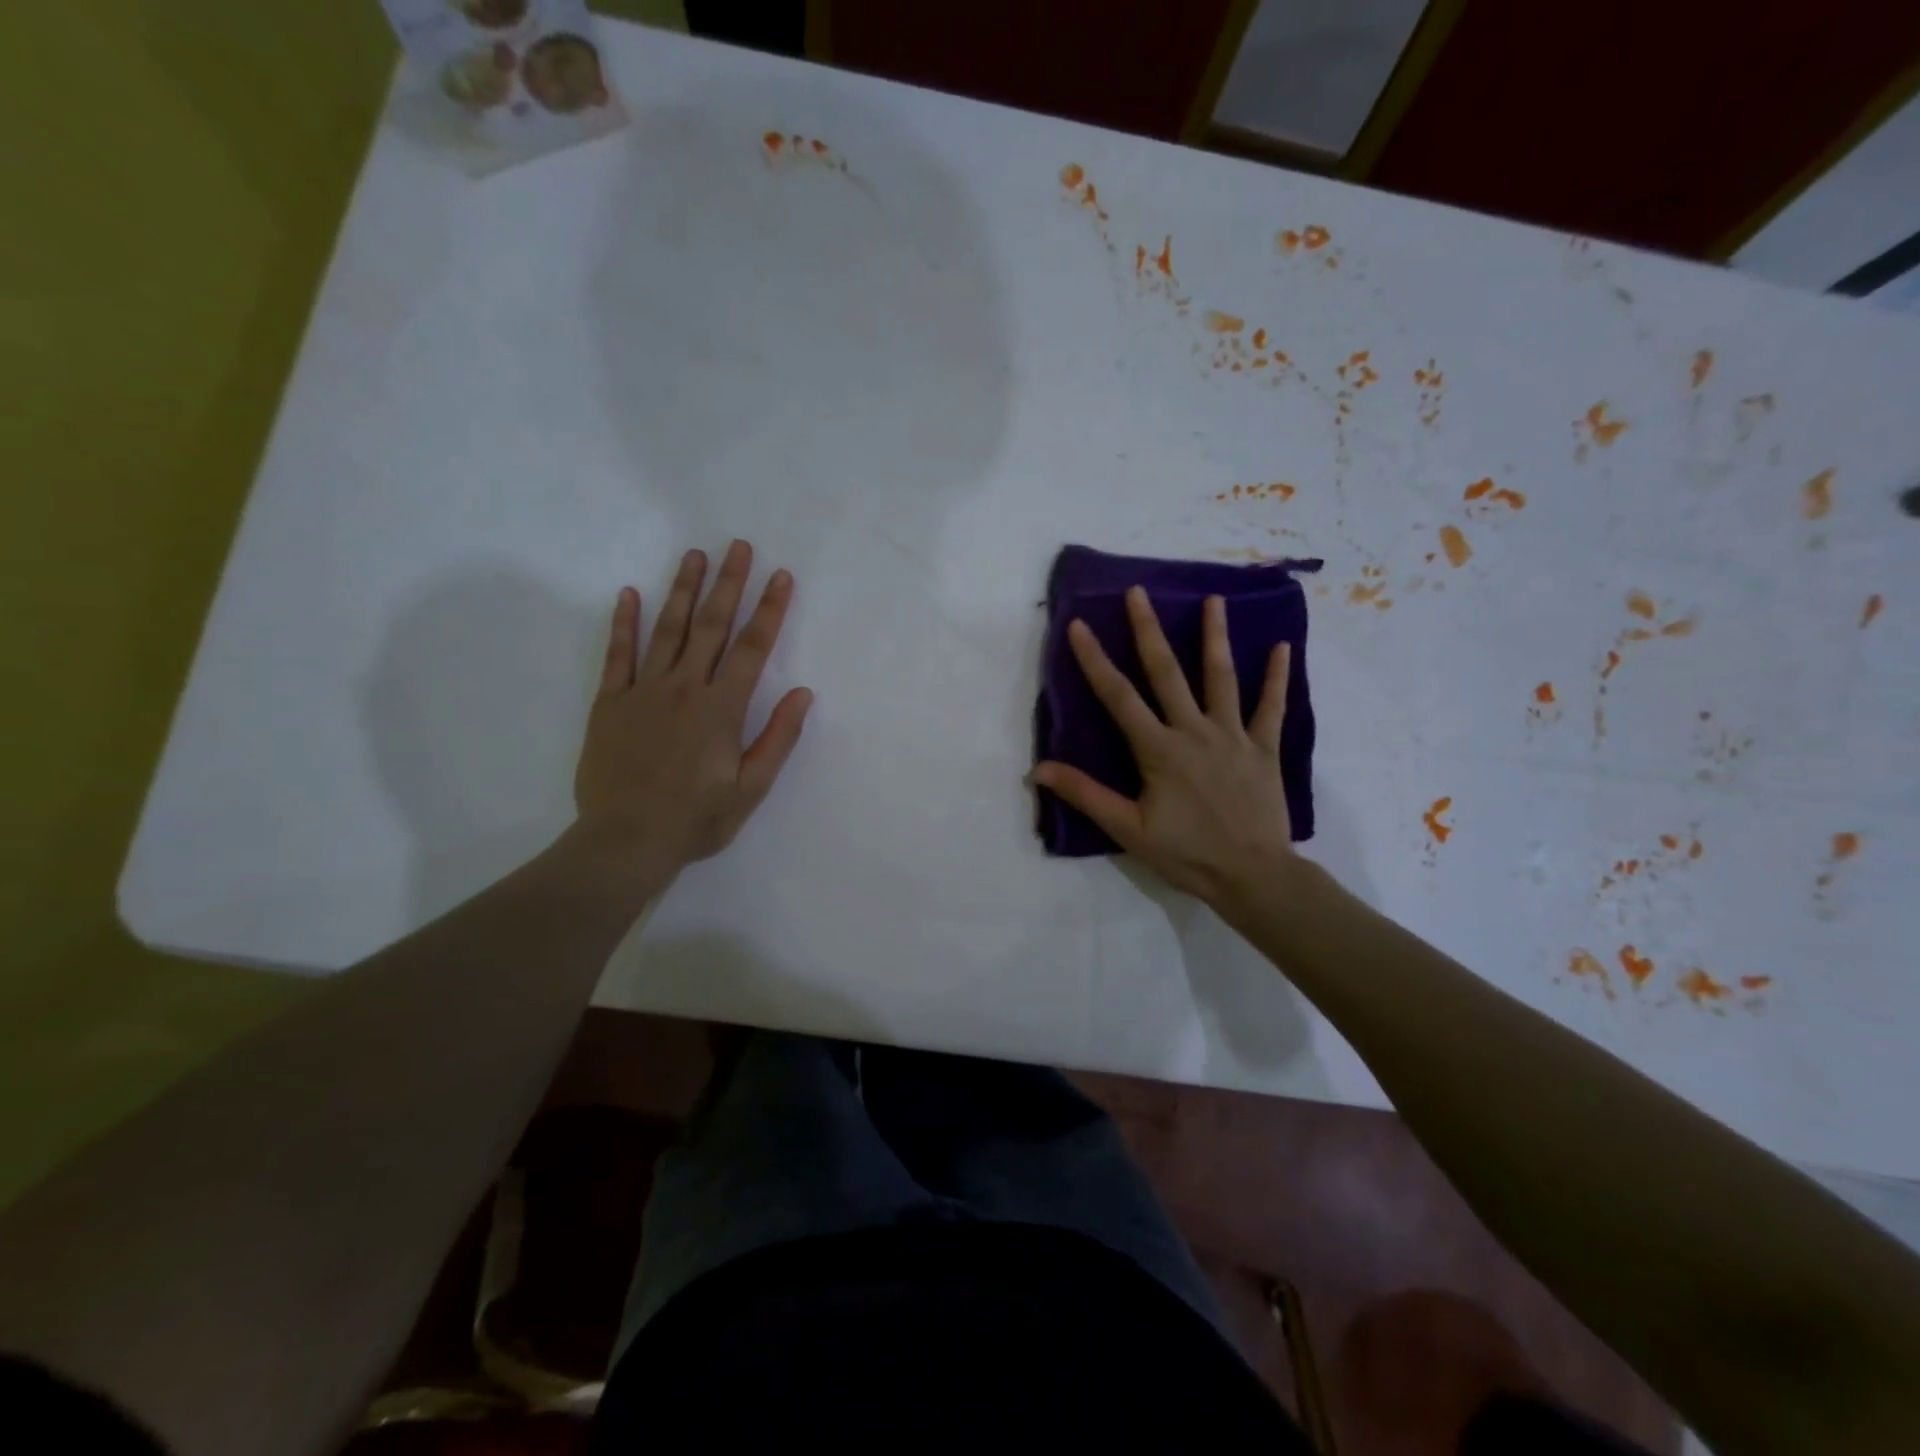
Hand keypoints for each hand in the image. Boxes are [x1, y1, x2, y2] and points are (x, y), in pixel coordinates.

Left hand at [572, 540, 811, 882]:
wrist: (625, 841)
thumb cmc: (696, 819)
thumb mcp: (750, 789)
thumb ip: (777, 739)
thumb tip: (804, 694)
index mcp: (721, 709)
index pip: (752, 648)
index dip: (770, 610)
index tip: (781, 577)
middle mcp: (683, 689)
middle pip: (711, 626)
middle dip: (728, 584)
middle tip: (738, 546)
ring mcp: (642, 692)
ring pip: (666, 630)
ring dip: (682, 590)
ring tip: (694, 555)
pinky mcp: (610, 703)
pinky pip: (617, 656)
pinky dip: (624, 623)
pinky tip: (630, 594)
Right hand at [1033, 587, 1293, 904]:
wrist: (1253, 875)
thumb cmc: (1186, 853)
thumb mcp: (1128, 829)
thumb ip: (1085, 794)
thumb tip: (1039, 770)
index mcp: (1158, 749)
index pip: (1118, 696)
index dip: (1095, 660)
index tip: (1079, 625)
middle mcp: (1194, 730)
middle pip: (1167, 672)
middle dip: (1149, 629)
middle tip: (1139, 591)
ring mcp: (1233, 735)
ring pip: (1222, 677)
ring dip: (1215, 636)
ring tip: (1214, 599)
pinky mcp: (1264, 748)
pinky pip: (1272, 706)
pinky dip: (1278, 676)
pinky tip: (1282, 646)